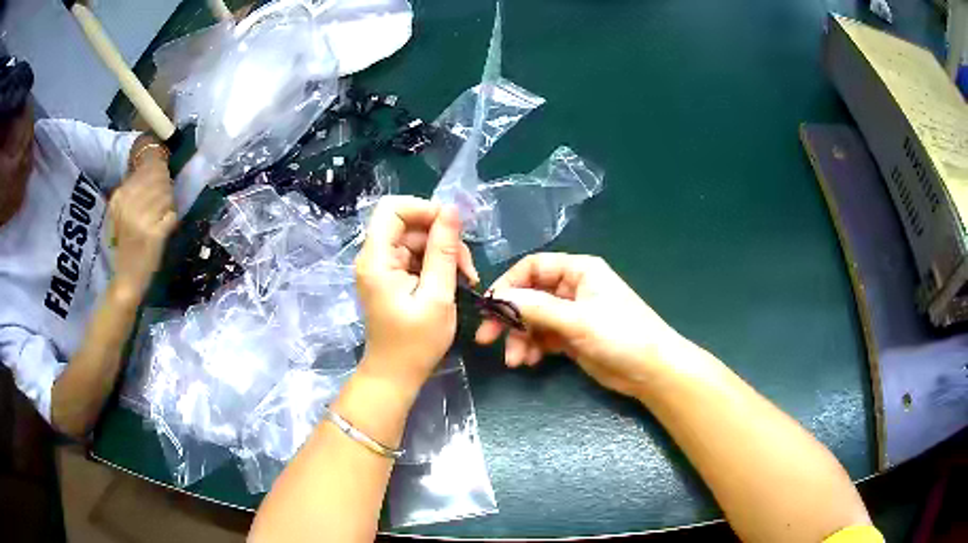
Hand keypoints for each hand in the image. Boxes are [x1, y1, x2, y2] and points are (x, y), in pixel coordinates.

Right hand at [108, 163, 176, 298]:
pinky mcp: (154, 234)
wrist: (126, 279)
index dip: (158, 171)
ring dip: (169, 204)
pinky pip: (171, 215)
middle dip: (165, 187)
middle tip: (162, 201)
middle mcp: (128, 206)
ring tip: (162, 215)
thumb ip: (136, 190)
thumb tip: (157, 166)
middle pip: (158, 180)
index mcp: (119, 198)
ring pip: (167, 196)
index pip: (146, 170)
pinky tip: (165, 226)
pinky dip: (172, 219)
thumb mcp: (123, 213)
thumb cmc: (126, 244)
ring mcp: (141, 220)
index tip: (160, 179)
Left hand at [354, 196, 477, 393]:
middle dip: (441, 236)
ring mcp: (382, 266)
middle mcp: (374, 256)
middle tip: (466, 265)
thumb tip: (452, 210)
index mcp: (377, 259)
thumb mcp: (437, 296)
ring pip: (416, 238)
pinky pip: (415, 254)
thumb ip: (444, 251)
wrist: (396, 375)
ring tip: (465, 277)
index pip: (393, 208)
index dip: (424, 209)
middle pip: (408, 223)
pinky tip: (454, 281)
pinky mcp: (391, 276)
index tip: (453, 228)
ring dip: (443, 251)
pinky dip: (436, 263)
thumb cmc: (416, 343)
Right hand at [476, 253, 689, 397]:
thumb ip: (537, 308)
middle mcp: (573, 288)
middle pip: (529, 295)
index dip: (509, 285)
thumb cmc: (621, 335)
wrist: (651, 370)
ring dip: (520, 338)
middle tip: (487, 339)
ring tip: (516, 360)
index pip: (533, 267)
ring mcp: (572, 314)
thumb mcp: (577, 320)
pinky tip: (529, 361)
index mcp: (578, 271)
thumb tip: (499, 299)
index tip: (489, 308)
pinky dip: (533, 347)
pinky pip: (543, 337)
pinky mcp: (572, 337)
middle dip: (509, 317)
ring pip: (534, 320)